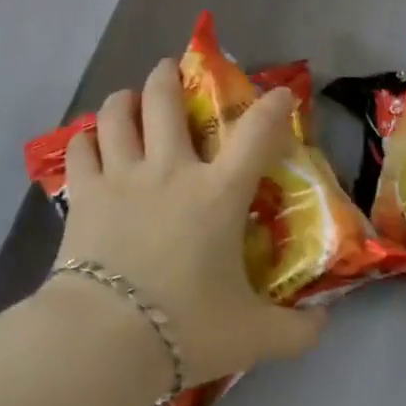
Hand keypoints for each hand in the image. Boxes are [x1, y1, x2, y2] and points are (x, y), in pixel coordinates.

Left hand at [46, 59, 328, 389]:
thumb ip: (296, 331)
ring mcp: (121, 176)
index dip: (273, 107)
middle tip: (171, 69)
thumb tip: (325, 324)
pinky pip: (80, 148)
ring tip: (128, 100)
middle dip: (169, 75)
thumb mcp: (253, 336)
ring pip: (117, 113)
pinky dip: (86, 139)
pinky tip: (90, 143)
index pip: (255, 135)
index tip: (279, 93)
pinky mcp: (84, 192)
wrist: (108, 336)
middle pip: (165, 100)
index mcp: (216, 194)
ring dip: (124, 99)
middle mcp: (168, 170)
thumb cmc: (186, 328)